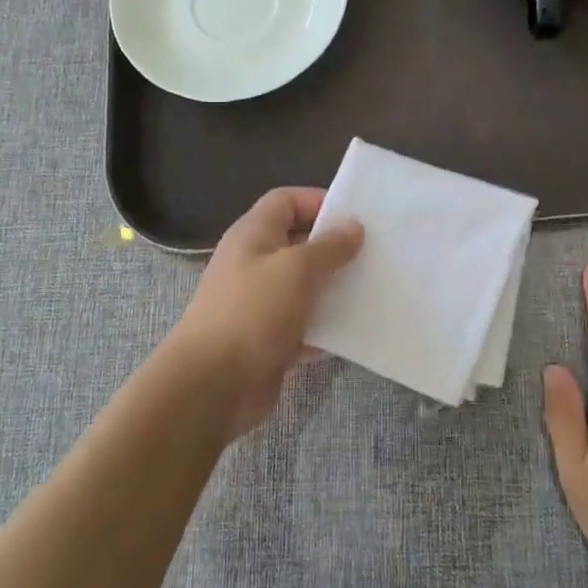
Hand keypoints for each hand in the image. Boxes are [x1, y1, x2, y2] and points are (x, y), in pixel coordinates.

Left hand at [167, 187, 362, 439]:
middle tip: (376, 254)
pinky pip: (305, 325)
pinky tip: (356, 330)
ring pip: (305, 287)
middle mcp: (255, 263)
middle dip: (335, 248)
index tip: (356, 217)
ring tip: (374, 290)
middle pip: (299, 243)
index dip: (319, 201)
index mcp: (253, 235)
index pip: (286, 201)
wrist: (212, 385)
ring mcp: (261, 304)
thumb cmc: (253, 313)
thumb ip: (329, 246)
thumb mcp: (296, 269)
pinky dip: (327, 327)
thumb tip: (353, 226)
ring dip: (335, 289)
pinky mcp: (269, 339)